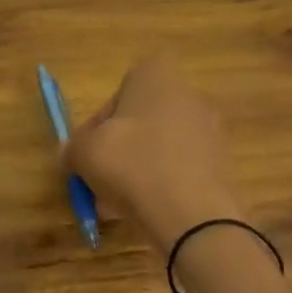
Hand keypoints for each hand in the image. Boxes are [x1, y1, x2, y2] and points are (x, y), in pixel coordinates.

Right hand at [63, 55, 245, 253]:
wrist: (192, 214)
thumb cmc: (131, 164)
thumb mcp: (84, 153)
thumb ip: (72, 148)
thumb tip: (69, 151)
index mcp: (157, 77)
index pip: (121, 88)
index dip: (102, 119)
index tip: (92, 146)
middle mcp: (189, 96)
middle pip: (142, 121)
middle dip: (120, 148)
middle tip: (101, 177)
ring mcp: (210, 131)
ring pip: (160, 148)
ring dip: (138, 169)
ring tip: (116, 204)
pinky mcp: (222, 165)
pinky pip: (181, 169)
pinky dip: (162, 185)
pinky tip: (143, 212)